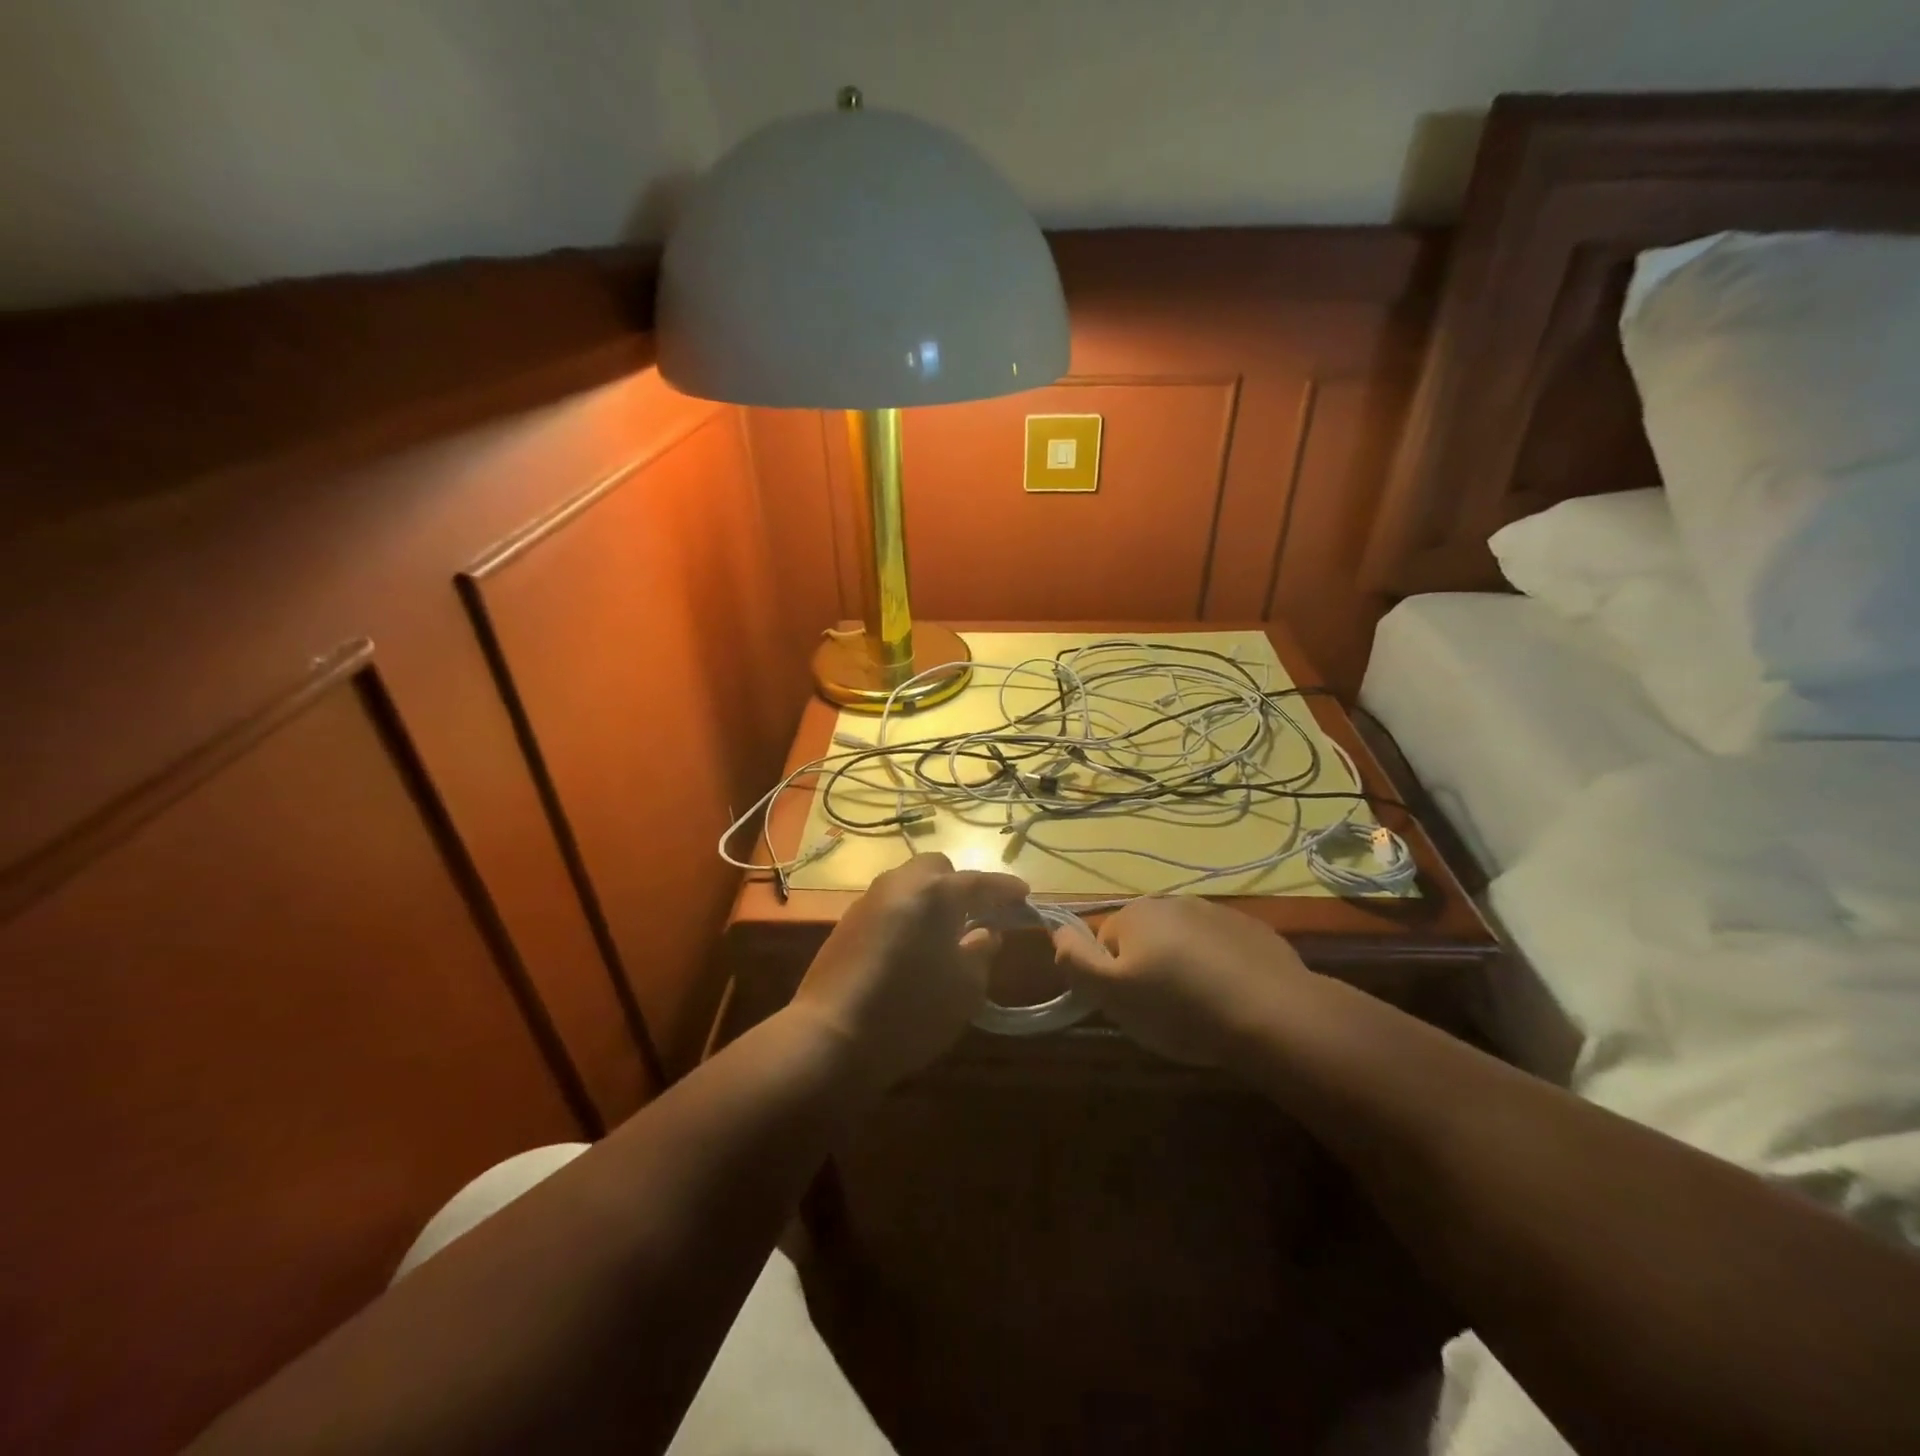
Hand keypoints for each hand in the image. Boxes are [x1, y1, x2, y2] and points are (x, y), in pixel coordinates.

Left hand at [792, 853, 1029, 1088]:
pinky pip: (889, 903)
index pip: (979, 882)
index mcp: (935, 893)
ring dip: (931, 898)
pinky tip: (912, 945)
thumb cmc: (911, 1010)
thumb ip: (982, 952)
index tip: (1024, 895)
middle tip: (978, 915)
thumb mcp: (965, 988)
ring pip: (909, 883)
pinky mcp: (847, 921)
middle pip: (937, 869)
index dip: (1005, 889)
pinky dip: (908, 913)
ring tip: (945, 931)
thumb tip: (986, 934)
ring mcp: (869, 899)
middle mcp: (900, 883)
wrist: (830, 1036)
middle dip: (960, 885)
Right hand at [1050, 896, 1310, 1065]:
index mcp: (1135, 913)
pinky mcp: (1252, 930)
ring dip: (1184, 968)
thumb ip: (1076, 961)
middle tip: (1166, 1011)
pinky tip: (1232, 999)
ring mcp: (1216, 912)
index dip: (1113, 978)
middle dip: (1149, 970)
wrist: (1273, 1014)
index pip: (1105, 942)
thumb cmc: (1180, 1007)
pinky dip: (1219, 969)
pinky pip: (1220, 949)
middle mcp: (1172, 901)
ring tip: (1202, 1009)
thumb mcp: (1112, 993)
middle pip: (1145, 939)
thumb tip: (1057, 934)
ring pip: (1183, 943)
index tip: (1134, 1005)